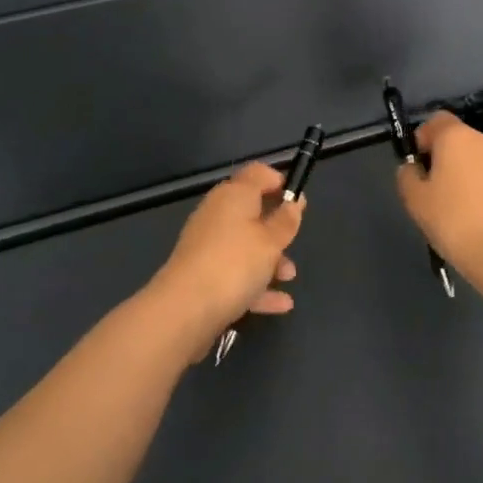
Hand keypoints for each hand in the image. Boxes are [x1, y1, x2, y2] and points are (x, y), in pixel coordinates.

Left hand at [145, 162, 302, 352]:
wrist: (185, 309)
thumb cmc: (235, 263)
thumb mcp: (271, 241)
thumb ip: (286, 220)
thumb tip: (294, 200)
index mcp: (234, 195)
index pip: (257, 173)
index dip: (278, 180)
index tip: (297, 198)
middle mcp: (217, 214)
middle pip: (251, 212)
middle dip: (276, 229)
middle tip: (293, 241)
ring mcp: (207, 245)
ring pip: (244, 245)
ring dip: (270, 260)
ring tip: (289, 277)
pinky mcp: (202, 274)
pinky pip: (235, 273)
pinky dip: (257, 284)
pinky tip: (280, 304)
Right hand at [395, 112, 482, 276]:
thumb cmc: (454, 221)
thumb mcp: (415, 201)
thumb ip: (408, 177)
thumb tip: (414, 168)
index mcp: (458, 138)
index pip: (437, 120)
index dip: (425, 138)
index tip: (420, 165)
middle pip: (465, 143)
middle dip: (452, 161)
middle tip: (440, 194)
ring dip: (477, 180)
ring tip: (468, 214)